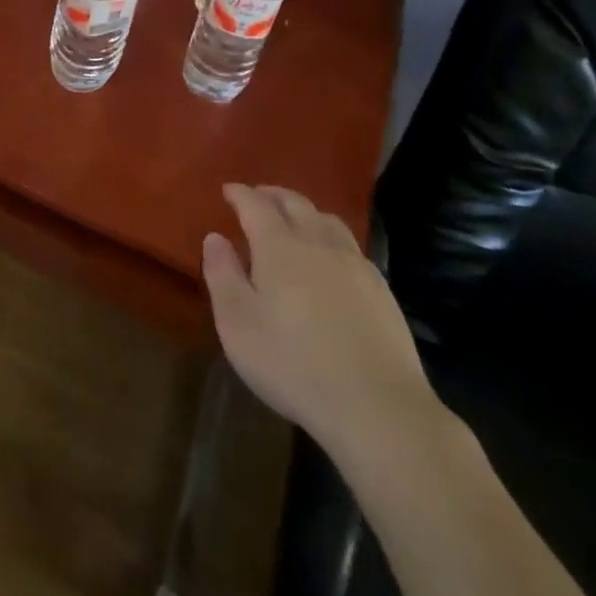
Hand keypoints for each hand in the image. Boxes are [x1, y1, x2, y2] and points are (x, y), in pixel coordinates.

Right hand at [203, 184, 437, 458]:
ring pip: (326, 219)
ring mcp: (354, 263)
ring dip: (304, 211)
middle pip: (294, 203)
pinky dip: (330, 236)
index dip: (240, 194)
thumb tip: (215, 237)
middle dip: (272, 195)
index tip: (228, 190)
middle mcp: (317, 242)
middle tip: (257, 197)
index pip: (255, 205)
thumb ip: (222, 275)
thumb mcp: (238, 324)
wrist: (377, 406)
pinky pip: (349, 244)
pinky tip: (330, 257)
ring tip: (294, 220)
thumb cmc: (293, 364)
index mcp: (279, 246)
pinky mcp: (380, 288)